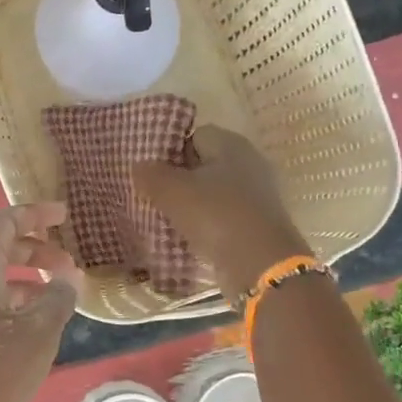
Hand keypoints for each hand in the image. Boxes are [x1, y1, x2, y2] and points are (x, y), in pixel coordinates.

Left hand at [0, 203, 83, 401]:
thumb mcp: (36, 338)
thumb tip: (67, 279)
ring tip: (52, 299)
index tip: (64, 216)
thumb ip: (56, 301)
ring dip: (20, 280)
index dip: (34, 214)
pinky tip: (24, 330)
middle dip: (32, 251)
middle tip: (67, 265)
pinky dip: (4, 303)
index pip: (1, 223)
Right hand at [133, 127, 311, 303]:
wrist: (260, 265)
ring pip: (213, 194)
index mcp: (232, 144)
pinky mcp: (258, 225)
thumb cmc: (215, 215)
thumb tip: (140, 166)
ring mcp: (257, 196)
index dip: (171, 150)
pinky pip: (223, 218)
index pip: (195, 136)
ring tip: (165, 220)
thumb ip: (151, 174)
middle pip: (205, 166)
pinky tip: (187, 239)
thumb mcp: (172, 191)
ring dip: (192, 206)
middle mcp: (249, 164)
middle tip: (153, 196)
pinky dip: (206, 227)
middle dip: (180, 180)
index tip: (151, 171)